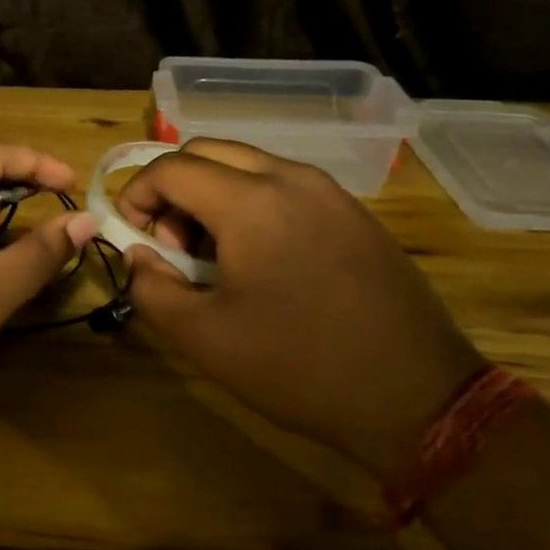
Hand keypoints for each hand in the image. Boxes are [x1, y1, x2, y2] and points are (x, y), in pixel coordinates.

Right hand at [118, 139, 484, 479]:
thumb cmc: (298, 366)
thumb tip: (140, 255)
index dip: (136, 195)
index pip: (171, 168)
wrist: (416, 397)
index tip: (132, 236)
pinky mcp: (354, 213)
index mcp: (251, 202)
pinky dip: (252, 203)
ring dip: (213, 194)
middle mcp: (291, 178)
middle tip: (172, 245)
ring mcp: (330, 192)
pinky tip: (262, 260)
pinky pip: (286, 186)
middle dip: (174, 189)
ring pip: (249, 164)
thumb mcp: (203, 337)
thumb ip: (151, 287)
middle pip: (209, 152)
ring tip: (214, 256)